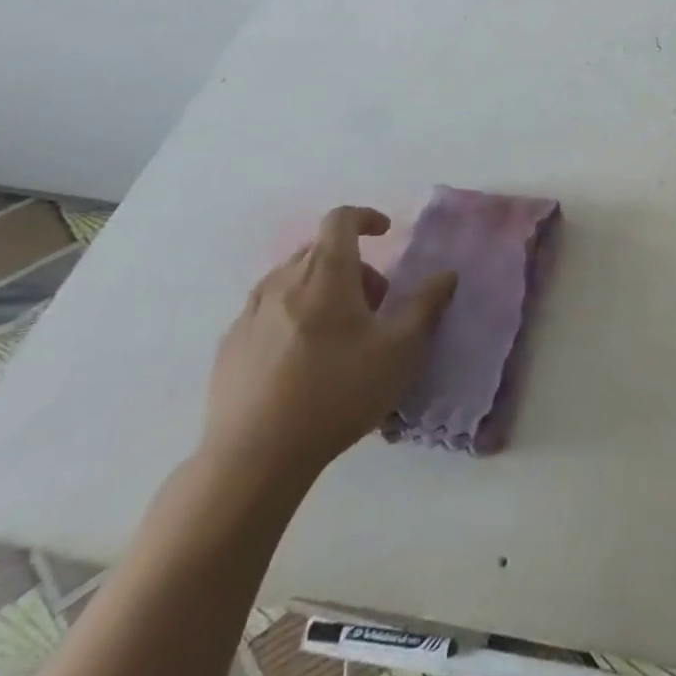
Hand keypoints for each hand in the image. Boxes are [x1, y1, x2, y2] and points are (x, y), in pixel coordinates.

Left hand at [200, 206, 456, 487]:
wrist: (253, 458)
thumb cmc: (337, 392)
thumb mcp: (399, 350)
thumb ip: (425, 305)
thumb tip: (446, 274)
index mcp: (326, 273)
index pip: (341, 219)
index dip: (365, 217)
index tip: (385, 233)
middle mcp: (283, 281)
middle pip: (319, 251)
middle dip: (352, 266)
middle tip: (374, 304)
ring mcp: (250, 313)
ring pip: (291, 281)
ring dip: (321, 291)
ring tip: (339, 335)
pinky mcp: (229, 346)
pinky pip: (267, 312)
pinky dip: (291, 317)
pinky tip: (301, 361)